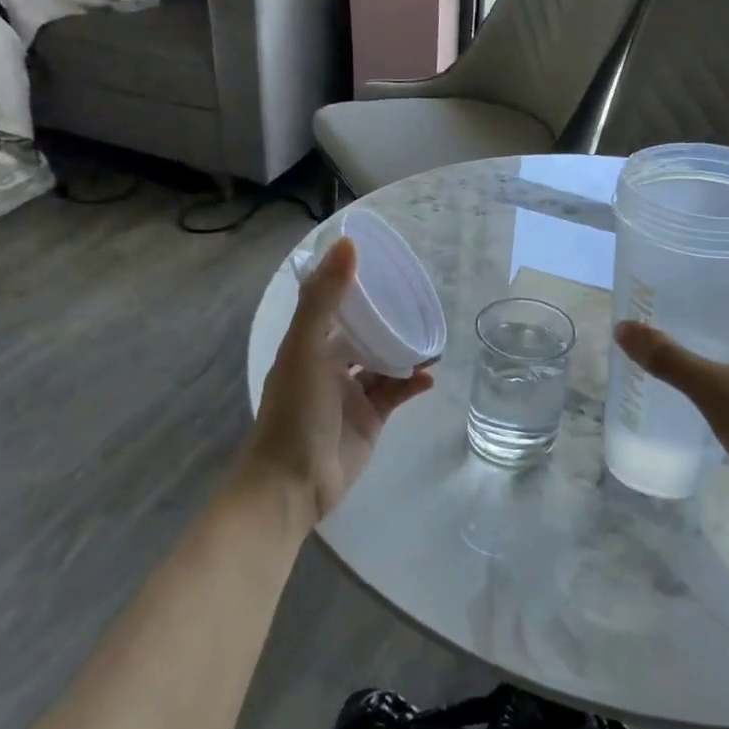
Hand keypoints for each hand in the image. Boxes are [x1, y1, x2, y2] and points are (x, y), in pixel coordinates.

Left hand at [243, 237, 433, 525]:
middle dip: (389, 318)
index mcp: (308, 344)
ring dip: (405, 350)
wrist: (295, 484)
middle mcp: (329, 364)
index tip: (387, 267)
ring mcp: (351, 393)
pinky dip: (412, 383)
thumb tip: (348, 244)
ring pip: (383, 362)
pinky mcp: (371, 419)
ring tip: (433, 337)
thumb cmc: (296, 413)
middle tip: (421, 301)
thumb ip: (324, 299)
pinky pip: (396, 393)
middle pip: (363, 332)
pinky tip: (429, 376)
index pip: (335, 304)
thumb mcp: (306, 349)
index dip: (357, 285)